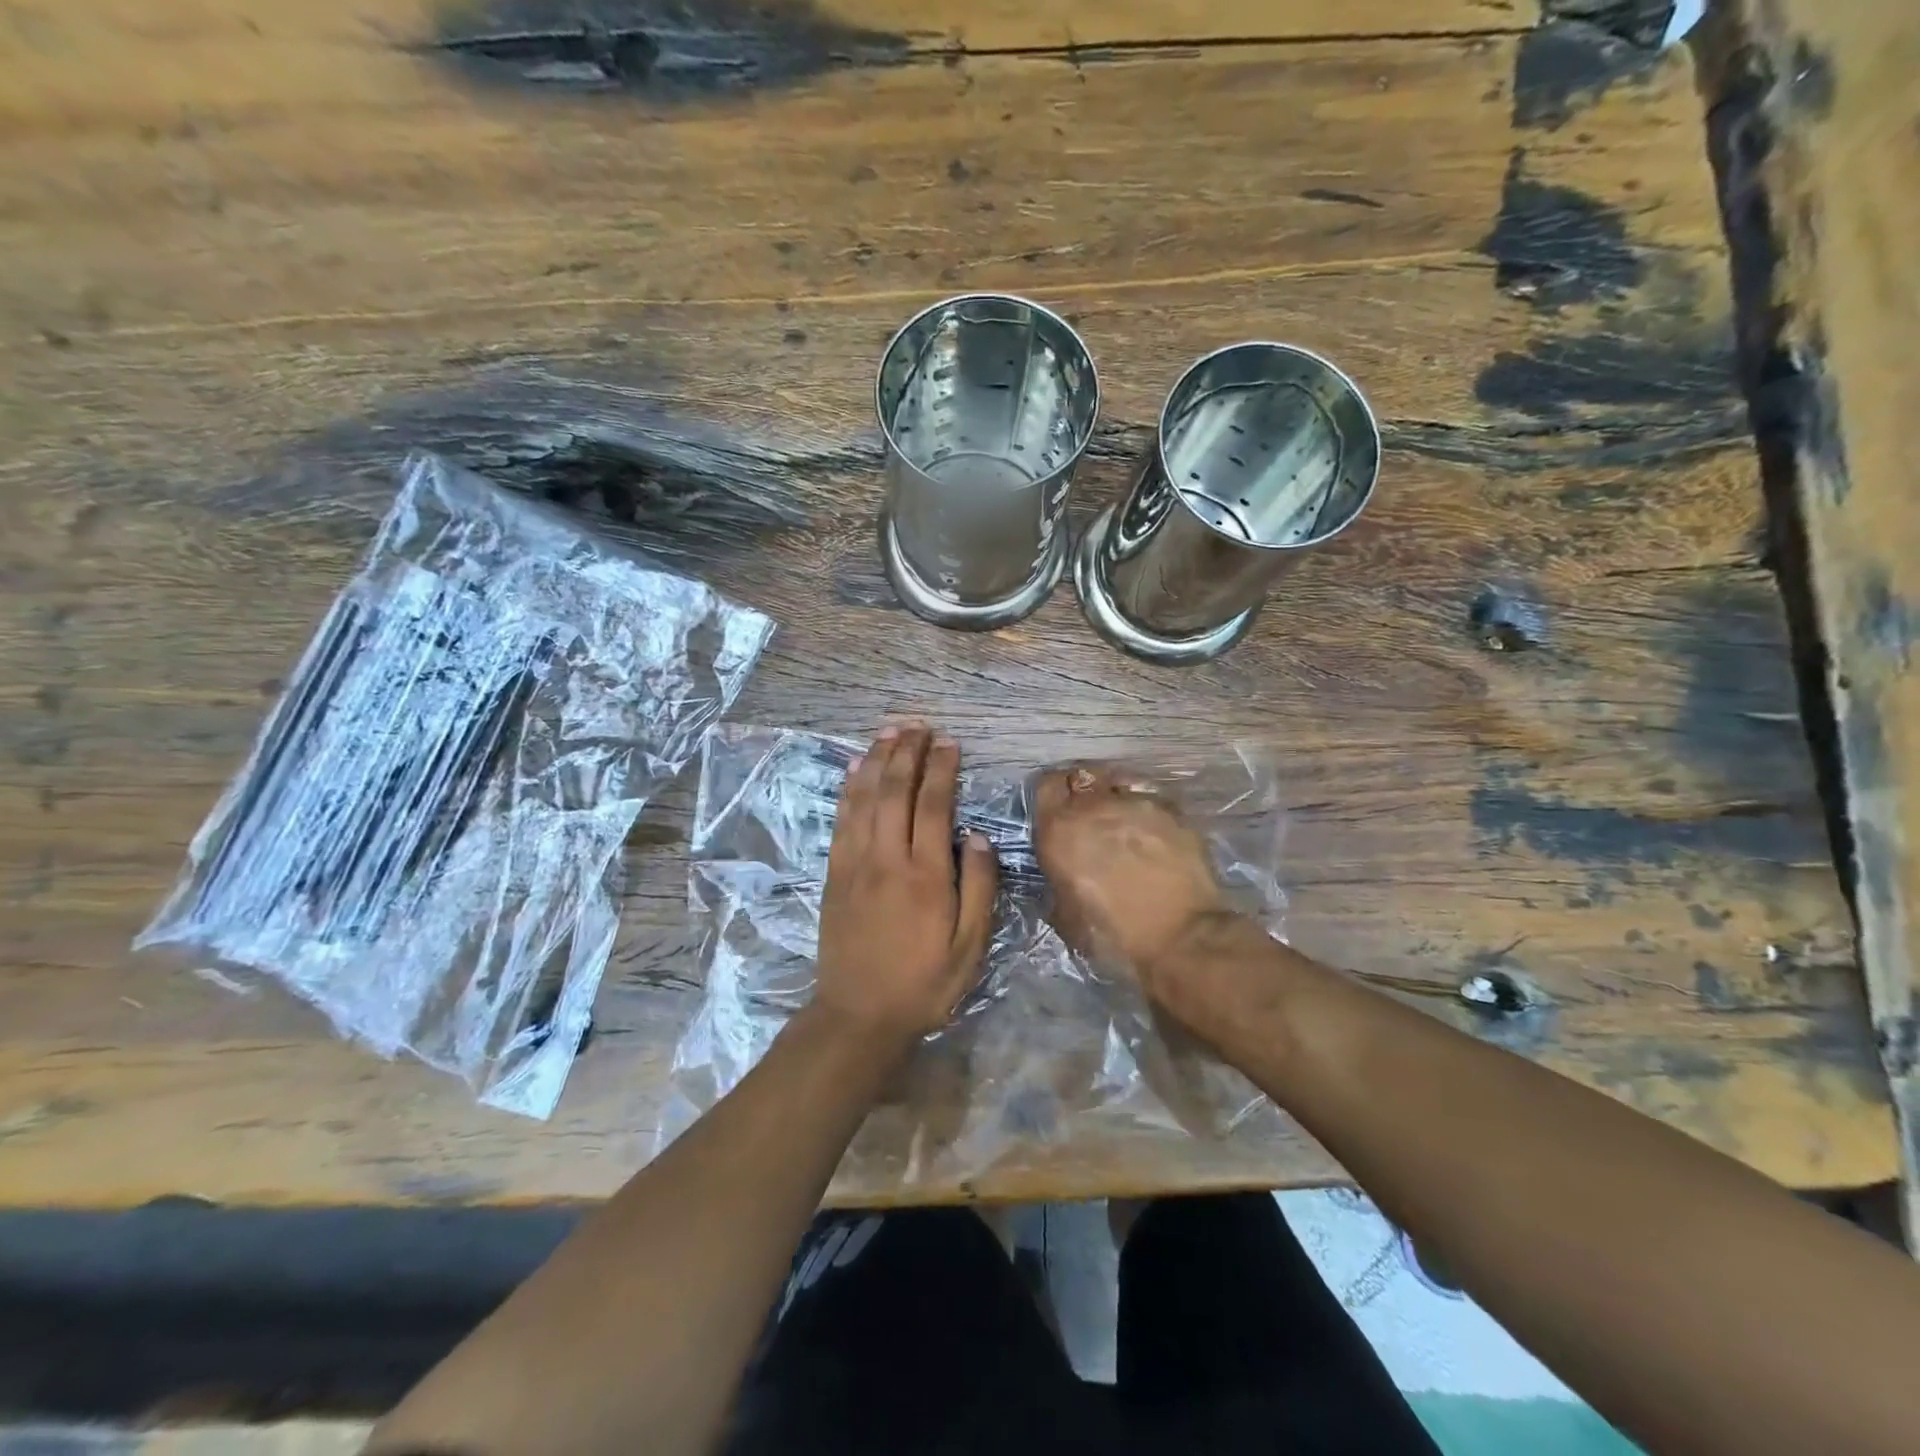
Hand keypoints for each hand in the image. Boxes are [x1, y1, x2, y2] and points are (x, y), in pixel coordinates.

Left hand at [814, 723, 998, 1047]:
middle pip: (895, 791)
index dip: (941, 769)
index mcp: (926, 876)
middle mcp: (887, 859)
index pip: (933, 806)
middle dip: (907, 752)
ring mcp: (855, 863)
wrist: (859, 1015)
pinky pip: (841, 819)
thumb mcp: (970, 947)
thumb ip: (978, 889)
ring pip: (864, 798)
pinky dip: (849, 788)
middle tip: (918, 725)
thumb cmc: (924, 983)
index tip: (949, 743)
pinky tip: (854, 768)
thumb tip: (977, 837)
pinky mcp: (835, 873)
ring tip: (889, 731)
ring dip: (876, 760)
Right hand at [1033, 763, 1228, 984]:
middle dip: (1082, 791)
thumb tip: (1061, 877)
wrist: (1180, 936)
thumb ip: (1057, 884)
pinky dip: (1145, 809)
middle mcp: (1094, 806)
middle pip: (1082, 776)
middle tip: (1088, 813)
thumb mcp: (1066, 917)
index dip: (1051, 795)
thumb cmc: (1113, 935)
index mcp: (1059, 830)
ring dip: (1115, 797)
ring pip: (1118, 783)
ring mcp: (1137, 804)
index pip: (1045, 786)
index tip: (1056, 809)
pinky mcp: (1172, 811)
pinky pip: (1150, 798)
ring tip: (1122, 820)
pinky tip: (1152, 831)